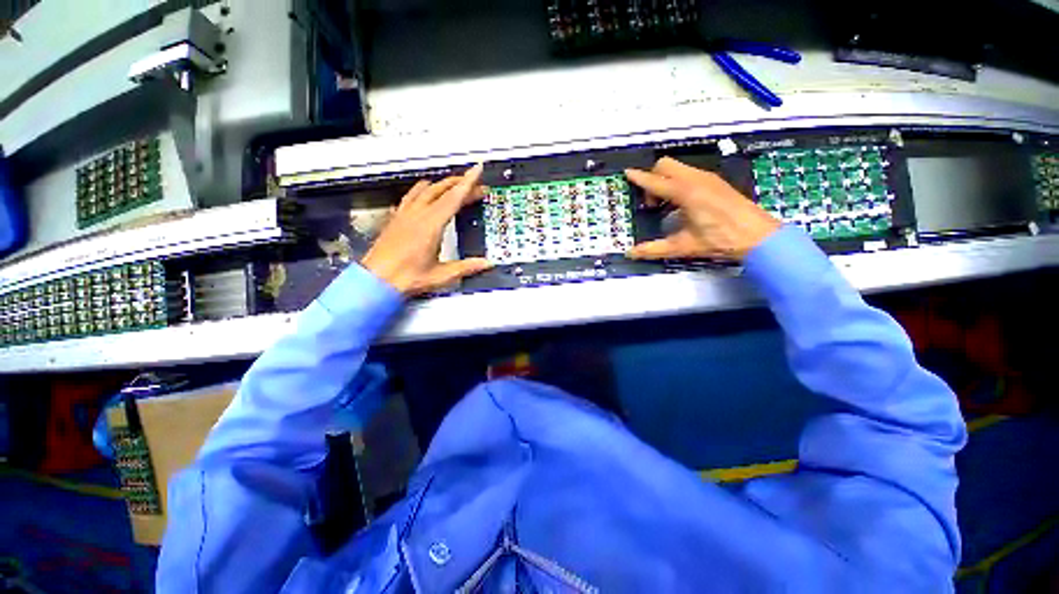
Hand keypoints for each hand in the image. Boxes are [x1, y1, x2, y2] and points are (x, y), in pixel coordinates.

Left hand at [362, 164, 491, 295]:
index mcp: (431, 225)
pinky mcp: (396, 219)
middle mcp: (417, 215)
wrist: (376, 281)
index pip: (454, 198)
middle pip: (442, 190)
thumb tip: (486, 264)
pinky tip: (424, 193)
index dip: (468, 183)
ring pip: (425, 189)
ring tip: (453, 184)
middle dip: (461, 184)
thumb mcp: (442, 275)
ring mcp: (405, 215)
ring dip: (442, 184)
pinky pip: (411, 196)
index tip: (477, 170)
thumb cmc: (405, 278)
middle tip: (476, 185)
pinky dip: (422, 190)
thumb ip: (467, 267)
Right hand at [625, 157, 780, 260]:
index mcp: (685, 192)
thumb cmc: (720, 240)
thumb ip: (653, 249)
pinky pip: (689, 173)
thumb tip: (630, 254)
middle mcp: (695, 179)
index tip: (626, 173)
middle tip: (653, 205)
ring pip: (678, 168)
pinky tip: (683, 205)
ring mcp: (708, 178)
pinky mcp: (716, 182)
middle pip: (665, 165)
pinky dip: (678, 183)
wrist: (759, 237)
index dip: (638, 178)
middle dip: (653, 179)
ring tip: (666, 207)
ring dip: (666, 181)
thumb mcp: (683, 246)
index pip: (655, 181)